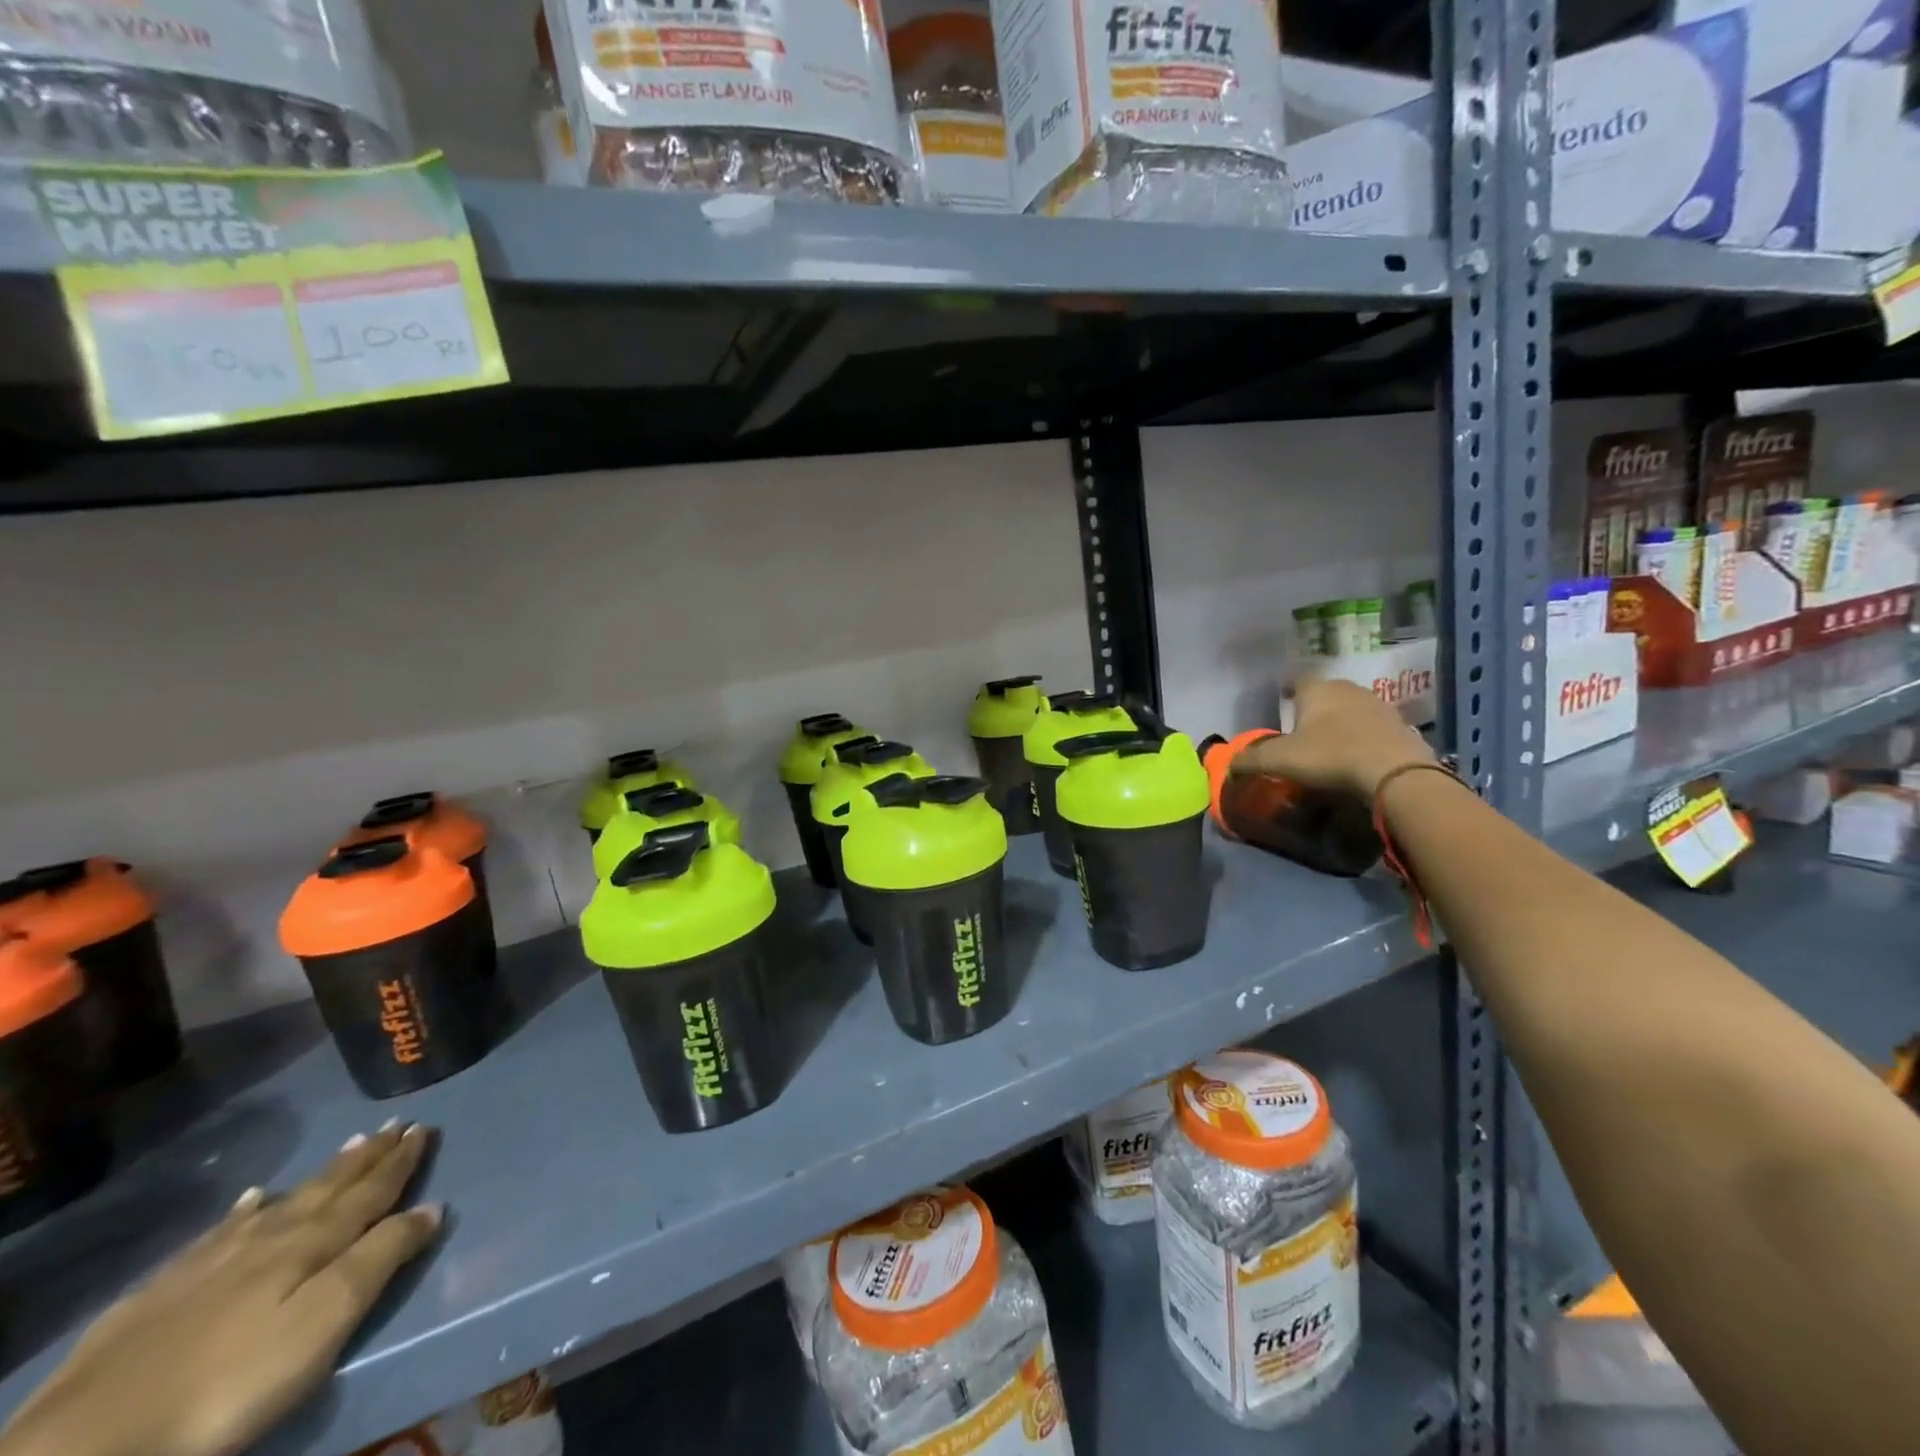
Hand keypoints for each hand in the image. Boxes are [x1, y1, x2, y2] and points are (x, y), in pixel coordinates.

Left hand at [2, 1123, 441, 1455]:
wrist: (88, 1442)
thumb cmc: (233, 1380)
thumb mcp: (325, 1321)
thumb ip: (381, 1259)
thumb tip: (432, 1206)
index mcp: (316, 1241)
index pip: (373, 1190)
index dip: (402, 1160)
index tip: (425, 1127)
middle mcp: (273, 1235)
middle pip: (332, 1187)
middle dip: (370, 1155)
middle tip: (396, 1123)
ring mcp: (213, 1259)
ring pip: (284, 1201)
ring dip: (323, 1174)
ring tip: (348, 1146)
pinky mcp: (163, 1290)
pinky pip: (221, 1232)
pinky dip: (247, 1210)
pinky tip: (251, 1200)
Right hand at [1236, 678, 1436, 800]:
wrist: (1395, 773)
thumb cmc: (1330, 756)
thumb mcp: (1280, 760)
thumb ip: (1251, 759)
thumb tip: (1229, 762)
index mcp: (1317, 689)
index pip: (1298, 679)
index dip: (1288, 689)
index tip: (1283, 699)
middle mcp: (1347, 688)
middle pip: (1326, 692)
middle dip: (1314, 707)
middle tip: (1302, 727)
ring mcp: (1378, 705)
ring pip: (1351, 708)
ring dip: (1340, 721)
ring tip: (1330, 742)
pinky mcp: (1400, 726)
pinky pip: (1372, 727)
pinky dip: (1362, 736)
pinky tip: (1357, 755)